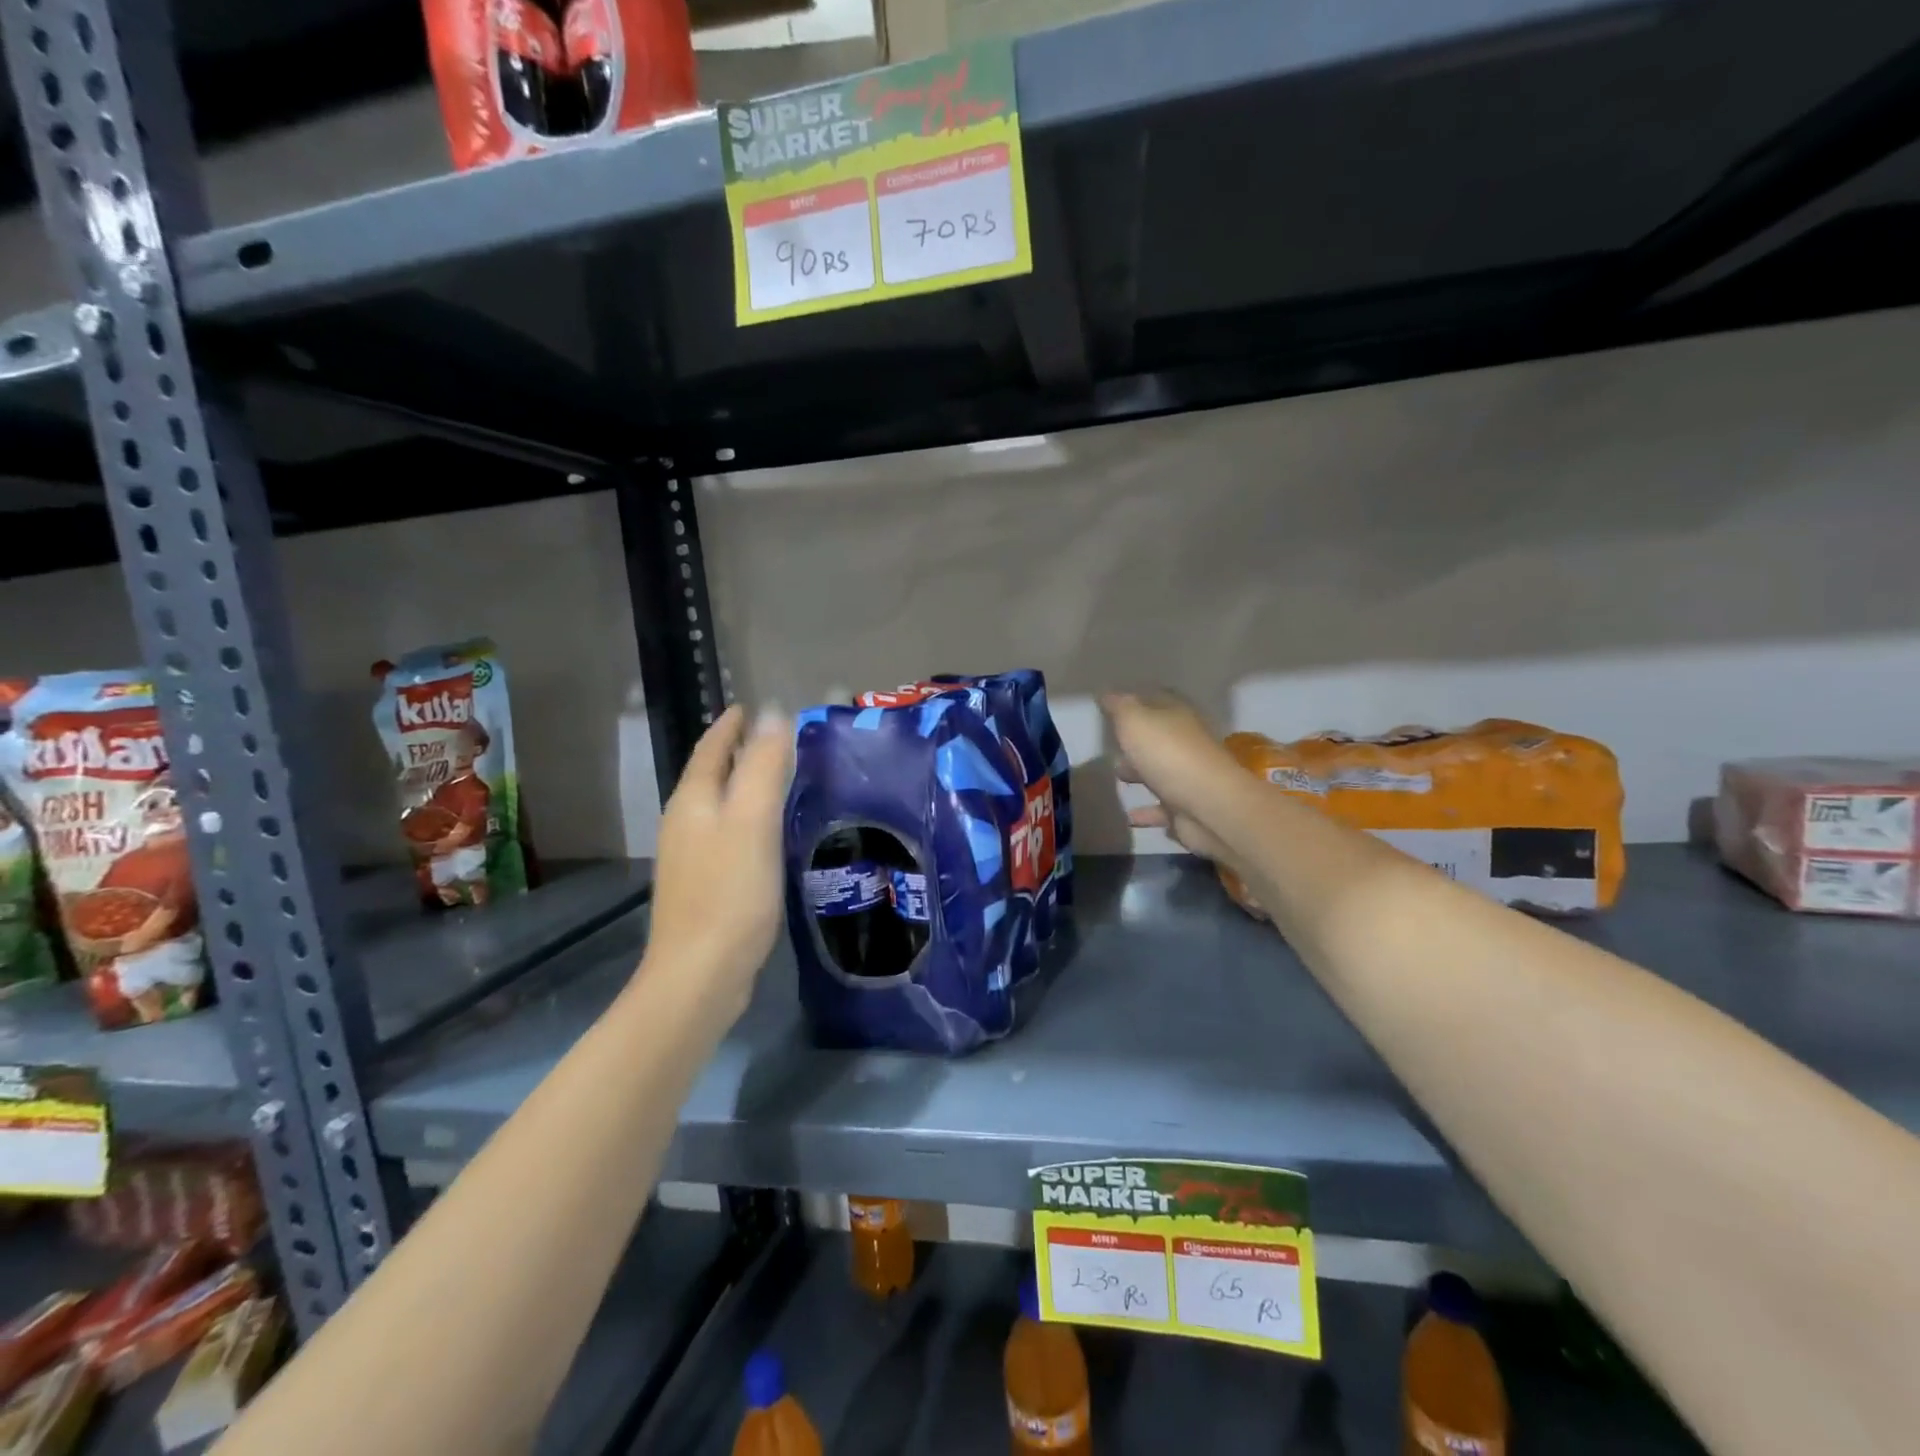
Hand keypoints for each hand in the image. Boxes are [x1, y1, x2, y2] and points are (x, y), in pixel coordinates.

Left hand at [645, 705, 793, 1018]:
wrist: (700, 974)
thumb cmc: (730, 892)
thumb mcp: (753, 820)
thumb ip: (763, 765)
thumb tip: (772, 712)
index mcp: (693, 801)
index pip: (710, 748)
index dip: (729, 725)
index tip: (749, 705)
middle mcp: (684, 823)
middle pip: (710, 775)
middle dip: (737, 751)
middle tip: (776, 738)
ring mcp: (690, 857)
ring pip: (718, 806)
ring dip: (742, 785)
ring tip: (778, 778)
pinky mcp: (704, 885)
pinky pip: (727, 834)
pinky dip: (747, 819)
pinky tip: (770, 833)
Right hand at [1100, 690, 1238, 862]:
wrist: (1208, 806)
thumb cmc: (1168, 754)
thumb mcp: (1134, 720)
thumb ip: (1118, 706)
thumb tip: (1106, 692)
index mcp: (1177, 715)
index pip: (1156, 698)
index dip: (1134, 700)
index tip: (1109, 706)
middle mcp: (1186, 742)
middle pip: (1158, 736)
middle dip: (1135, 740)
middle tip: (1108, 743)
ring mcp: (1189, 776)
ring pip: (1160, 770)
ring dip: (1140, 773)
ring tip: (1115, 776)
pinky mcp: (1187, 808)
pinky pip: (1162, 808)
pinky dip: (1146, 811)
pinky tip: (1128, 817)